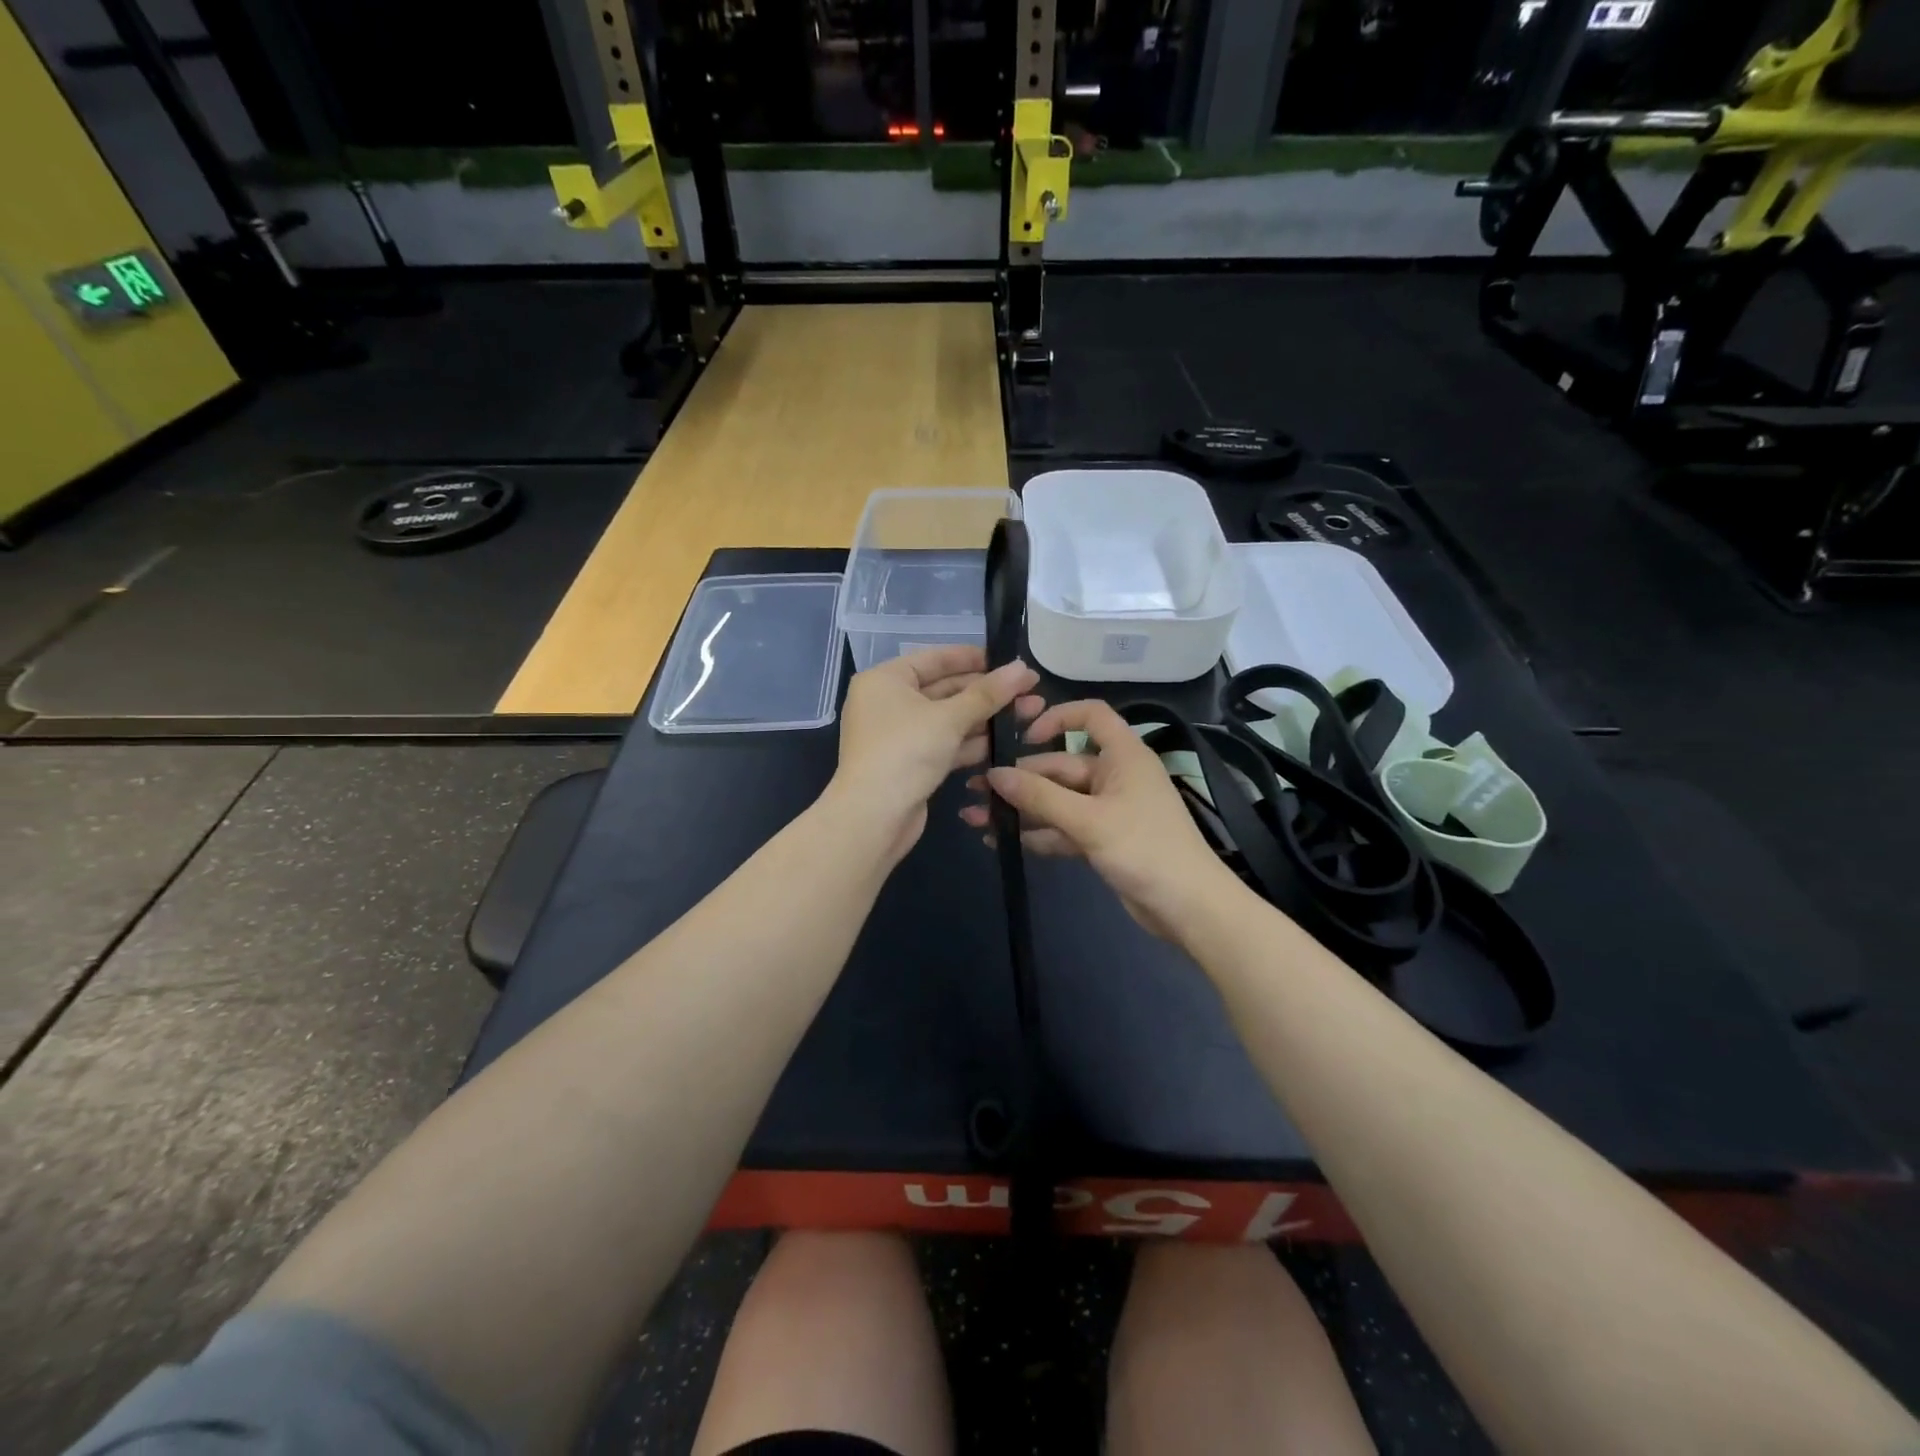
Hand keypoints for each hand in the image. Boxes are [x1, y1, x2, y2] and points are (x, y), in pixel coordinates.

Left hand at [830, 645, 1041, 863]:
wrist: (873, 818)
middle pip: (944, 689)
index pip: (934, 658)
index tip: (1008, 659)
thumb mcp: (949, 718)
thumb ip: (987, 693)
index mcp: (885, 680)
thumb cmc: (905, 752)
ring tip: (1031, 711)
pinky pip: (945, 743)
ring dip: (986, 717)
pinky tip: (1008, 739)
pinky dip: (972, 741)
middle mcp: (888, 703)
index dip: (973, 658)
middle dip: (987, 691)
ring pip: (948, 719)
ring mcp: (899, 736)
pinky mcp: (911, 763)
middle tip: (1030, 688)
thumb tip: (1022, 668)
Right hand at [961, 698, 1234, 939]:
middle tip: (975, 790)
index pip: (1090, 716)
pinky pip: (1063, 828)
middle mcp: (1114, 776)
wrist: (1188, 907)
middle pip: (1060, 766)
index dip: (1057, 718)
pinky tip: (1001, 841)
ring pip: (1057, 801)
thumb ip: (1039, 797)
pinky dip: (1037, 833)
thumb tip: (994, 774)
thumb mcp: (1088, 820)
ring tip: (975, 818)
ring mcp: (1108, 809)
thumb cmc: (1144, 848)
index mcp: (1122, 755)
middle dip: (1019, 779)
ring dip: (1021, 809)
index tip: (1023, 736)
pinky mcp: (1102, 839)